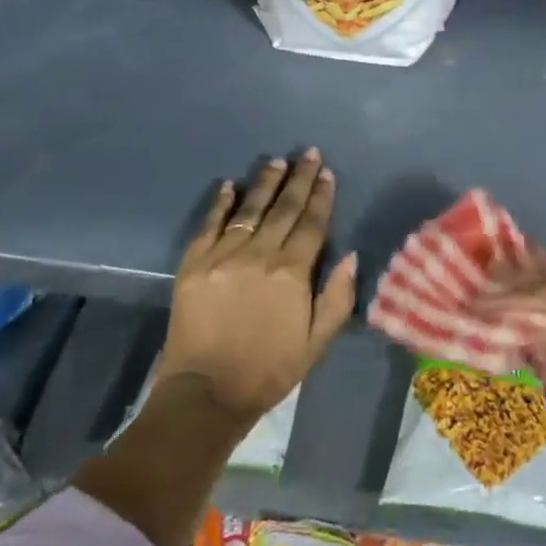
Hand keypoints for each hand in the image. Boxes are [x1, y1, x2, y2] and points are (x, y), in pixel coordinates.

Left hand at [155, 150, 356, 418]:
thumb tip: (351, 255)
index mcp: (292, 273)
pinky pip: (209, 226)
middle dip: (298, 179)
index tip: (326, 173)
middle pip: (283, 209)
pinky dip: (220, 204)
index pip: (311, 224)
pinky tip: (229, 186)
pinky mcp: (193, 265)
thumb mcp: (318, 341)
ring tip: (276, 162)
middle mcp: (258, 255)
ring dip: (264, 184)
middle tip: (307, 153)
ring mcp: (222, 257)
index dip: (321, 196)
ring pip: (248, 210)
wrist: (207, 393)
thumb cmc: (270, 369)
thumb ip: (338, 297)